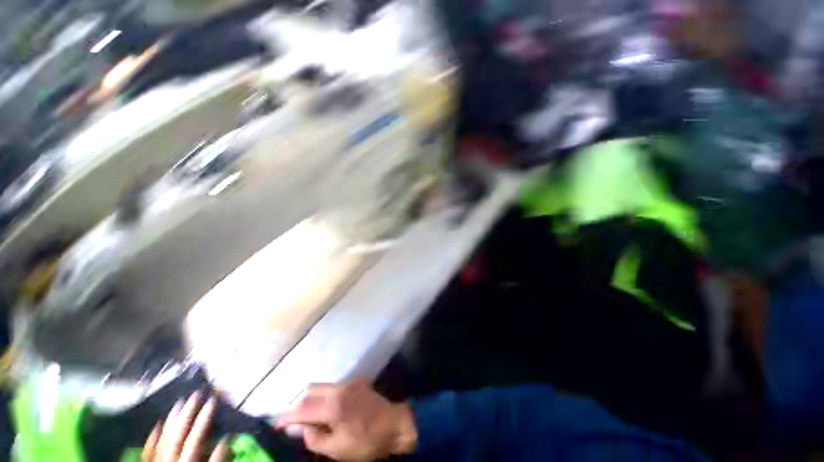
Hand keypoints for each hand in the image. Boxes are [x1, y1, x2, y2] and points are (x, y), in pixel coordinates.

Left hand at [142, 391, 228, 461]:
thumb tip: (225, 441)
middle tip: (197, 394)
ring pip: (162, 442)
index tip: (212, 401)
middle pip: (176, 438)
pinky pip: (148, 454)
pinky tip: (156, 425)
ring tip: (180, 403)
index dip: (202, 421)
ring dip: (171, 422)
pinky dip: (152, 440)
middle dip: (187, 415)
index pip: (194, 441)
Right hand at [276, 378, 416, 460]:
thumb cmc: (366, 442)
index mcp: (333, 406)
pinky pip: (336, 387)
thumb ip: (315, 438)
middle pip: (311, 390)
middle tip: (297, 421)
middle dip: (300, 404)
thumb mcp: (337, 450)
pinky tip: (332, 410)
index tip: (276, 424)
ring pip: (323, 387)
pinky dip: (327, 397)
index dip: (286, 417)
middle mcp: (339, 389)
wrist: (394, 424)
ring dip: (314, 400)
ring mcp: (350, 382)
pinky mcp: (358, 381)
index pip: (303, 409)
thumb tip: (302, 427)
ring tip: (314, 417)